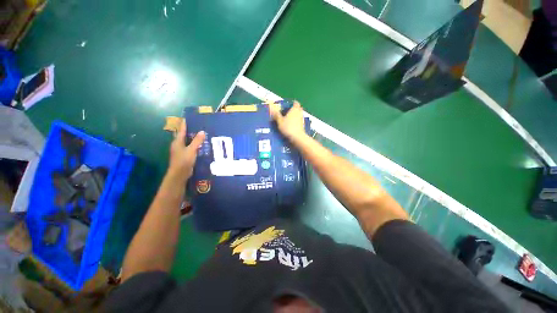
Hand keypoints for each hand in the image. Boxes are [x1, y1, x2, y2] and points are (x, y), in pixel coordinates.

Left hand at [168, 119, 205, 179]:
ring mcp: (181, 151)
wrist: (179, 174)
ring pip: (187, 142)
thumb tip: (202, 131)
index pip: (181, 130)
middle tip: (198, 126)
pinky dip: (195, 145)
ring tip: (202, 135)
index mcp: (177, 142)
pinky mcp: (185, 156)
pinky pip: (191, 148)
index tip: (187, 118)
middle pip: (184, 136)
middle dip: (189, 131)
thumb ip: (197, 141)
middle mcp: (178, 145)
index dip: (184, 124)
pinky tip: (201, 146)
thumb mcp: (192, 150)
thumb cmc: (184, 160)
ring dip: (193, 139)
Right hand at [270, 101, 306, 142]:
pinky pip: (298, 122)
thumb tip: (271, 108)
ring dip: (293, 117)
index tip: (285, 106)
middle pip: (296, 109)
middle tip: (284, 113)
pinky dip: (294, 123)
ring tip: (285, 120)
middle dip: (291, 110)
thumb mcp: (280, 121)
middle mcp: (299, 113)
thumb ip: (276, 114)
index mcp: (295, 109)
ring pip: (297, 116)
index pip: (295, 103)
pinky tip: (289, 126)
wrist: (297, 138)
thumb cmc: (288, 127)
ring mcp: (302, 120)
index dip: (291, 103)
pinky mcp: (302, 126)